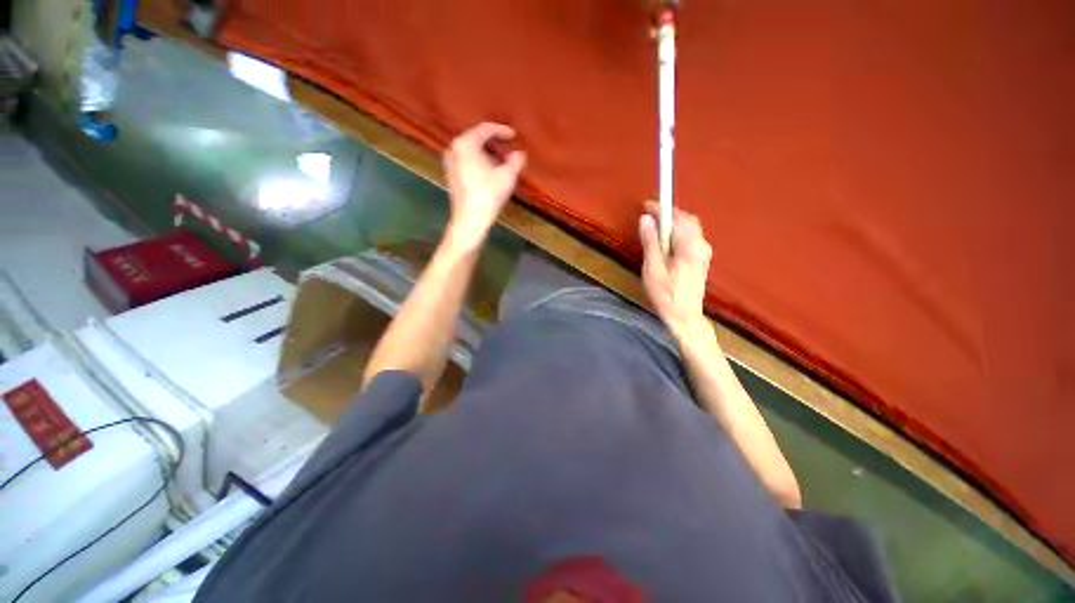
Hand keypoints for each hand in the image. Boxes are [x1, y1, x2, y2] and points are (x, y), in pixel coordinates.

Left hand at [443, 122, 526, 250]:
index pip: (486, 129)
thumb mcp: (507, 176)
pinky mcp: (451, 175)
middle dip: (495, 145)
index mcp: (466, 143)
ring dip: (488, 155)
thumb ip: (516, 161)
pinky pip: (467, 161)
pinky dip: (480, 163)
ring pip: (472, 151)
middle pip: (477, 139)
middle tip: (509, 153)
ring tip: (502, 164)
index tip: (514, 135)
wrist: (470, 219)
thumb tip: (520, 154)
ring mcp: (450, 162)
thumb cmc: (488, 194)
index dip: (502, 131)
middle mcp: (454, 148)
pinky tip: (490, 174)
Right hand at [639, 201, 712, 343]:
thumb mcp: (653, 268)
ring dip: (674, 224)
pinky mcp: (702, 260)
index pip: (677, 218)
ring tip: (656, 228)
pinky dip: (678, 234)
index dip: (661, 209)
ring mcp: (704, 253)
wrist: (685, 316)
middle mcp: (701, 245)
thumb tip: (646, 219)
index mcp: (690, 245)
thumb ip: (650, 242)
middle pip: (687, 220)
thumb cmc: (666, 294)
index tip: (646, 205)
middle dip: (670, 215)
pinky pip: (691, 238)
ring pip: (690, 229)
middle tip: (650, 216)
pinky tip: (667, 243)